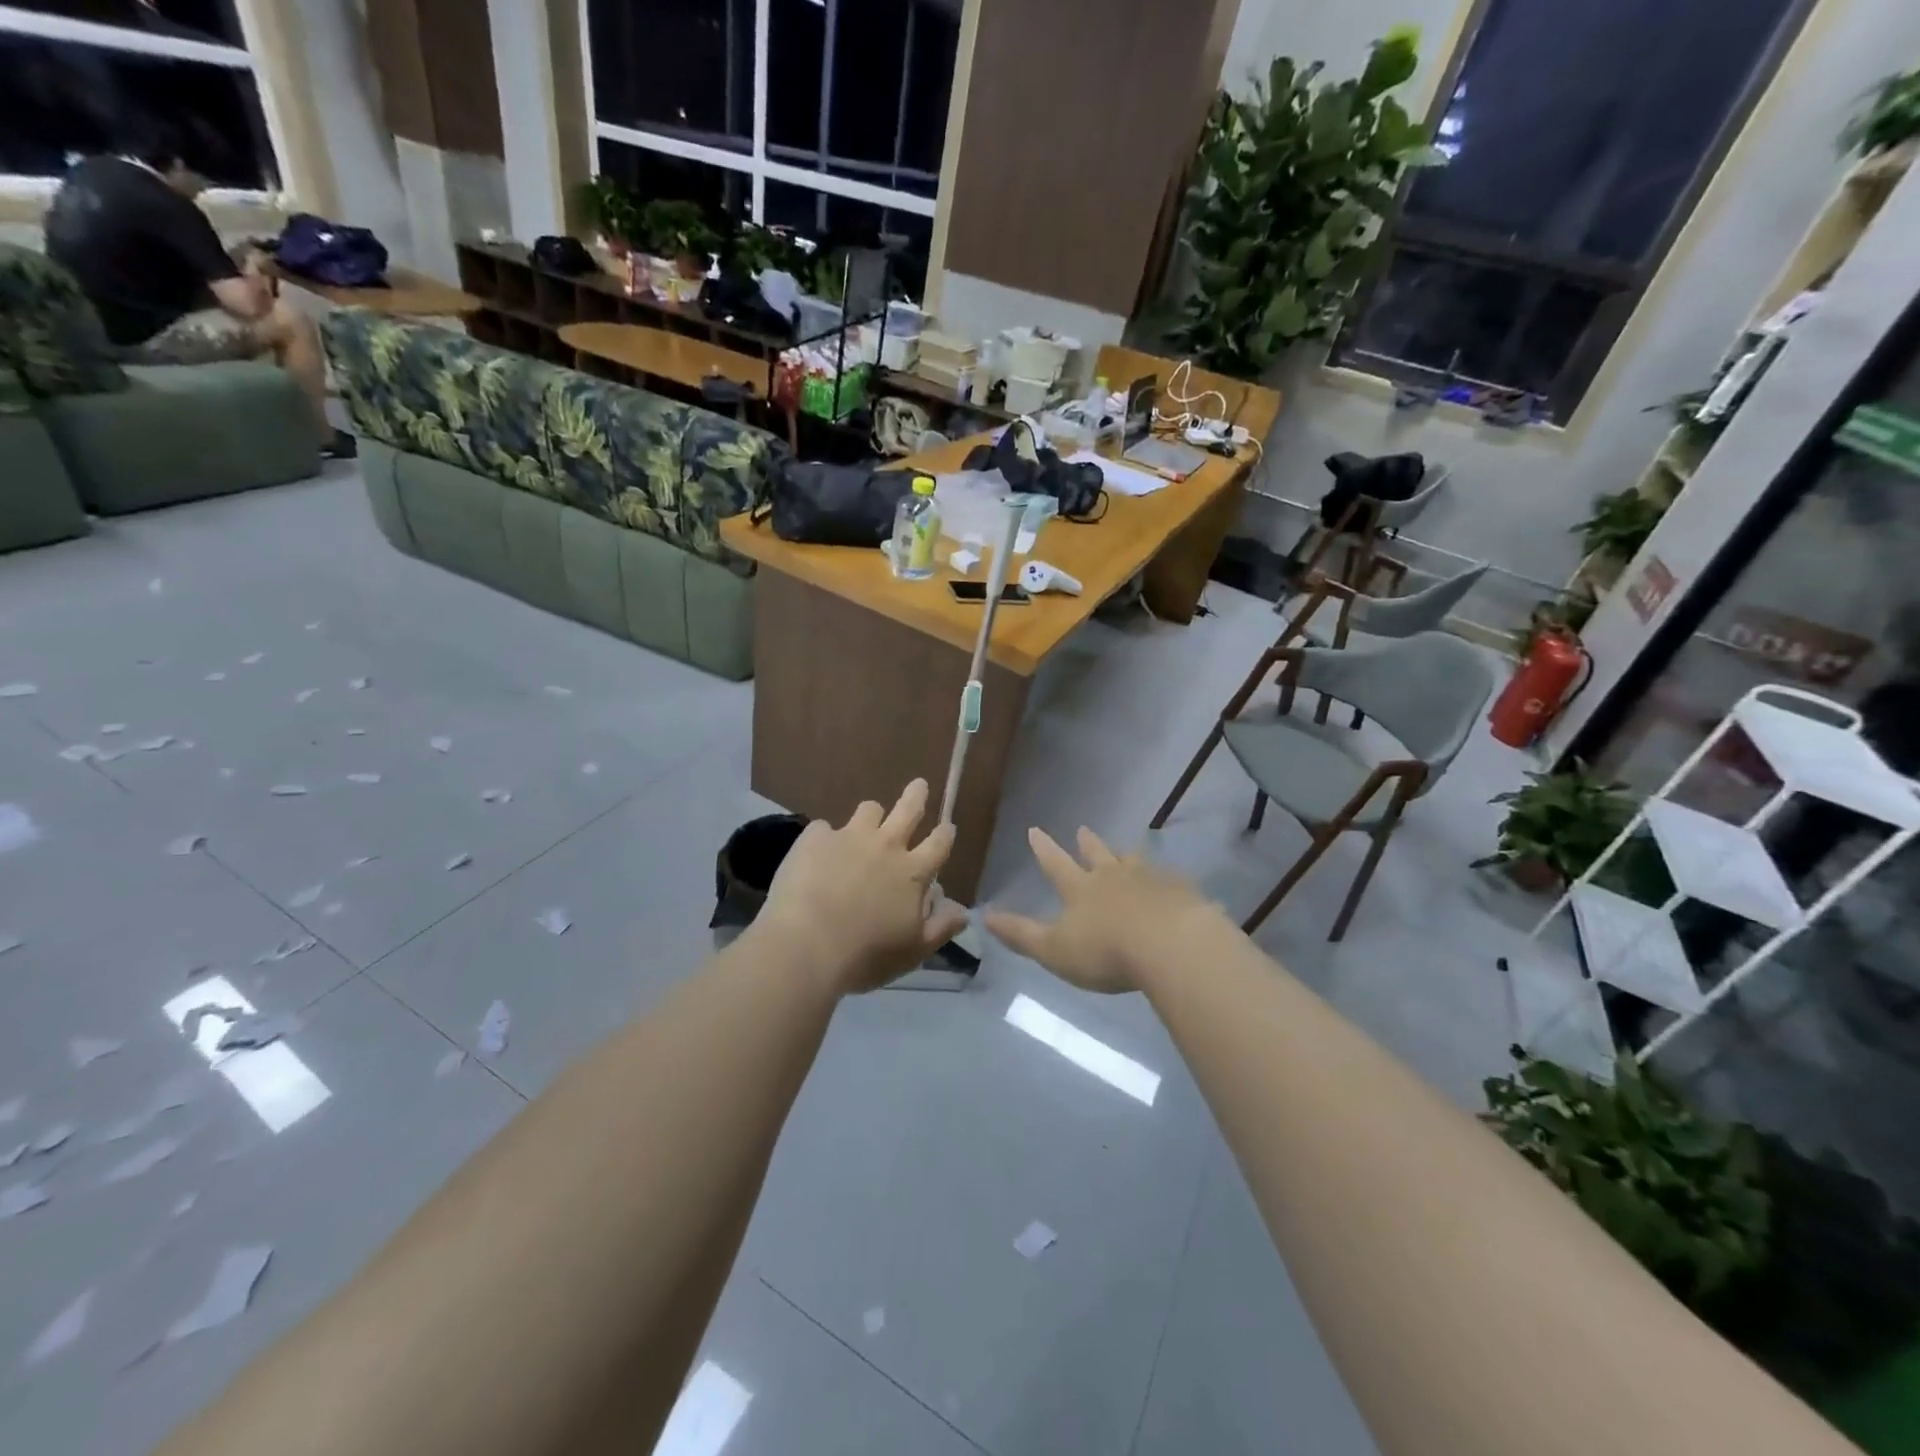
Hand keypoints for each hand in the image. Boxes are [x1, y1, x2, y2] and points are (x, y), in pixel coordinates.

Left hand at [756, 780, 967, 994]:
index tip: (947, 827)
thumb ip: (941, 928)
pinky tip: (817, 853)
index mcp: (913, 872)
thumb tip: (963, 912)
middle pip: (908, 809)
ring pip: (869, 809)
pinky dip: (825, 838)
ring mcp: (849, 837)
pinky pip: (824, 828)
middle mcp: (886, 846)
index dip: (945, 834)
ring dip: (871, 815)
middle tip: (919, 786)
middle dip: (917, 795)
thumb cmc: (866, 954)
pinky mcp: (815, 838)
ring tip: (865, 823)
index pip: (939, 844)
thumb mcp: (913, 951)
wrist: (806, 945)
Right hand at [984, 827, 1223, 992]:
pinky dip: (1165, 879)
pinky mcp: (1181, 892)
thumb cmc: (1105, 951)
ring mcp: (1150, 880)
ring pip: (1134, 862)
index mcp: (1080, 889)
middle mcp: (1113, 877)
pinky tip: (1171, 883)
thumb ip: (1021, 935)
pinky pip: (1170, 880)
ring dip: (1126, 856)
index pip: (1055, 864)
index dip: (1043, 849)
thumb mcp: (1053, 950)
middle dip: (1087, 843)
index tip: (1035, 830)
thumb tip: (985, 916)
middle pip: (1098, 855)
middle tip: (1083, 830)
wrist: (1171, 945)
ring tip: (1126, 852)